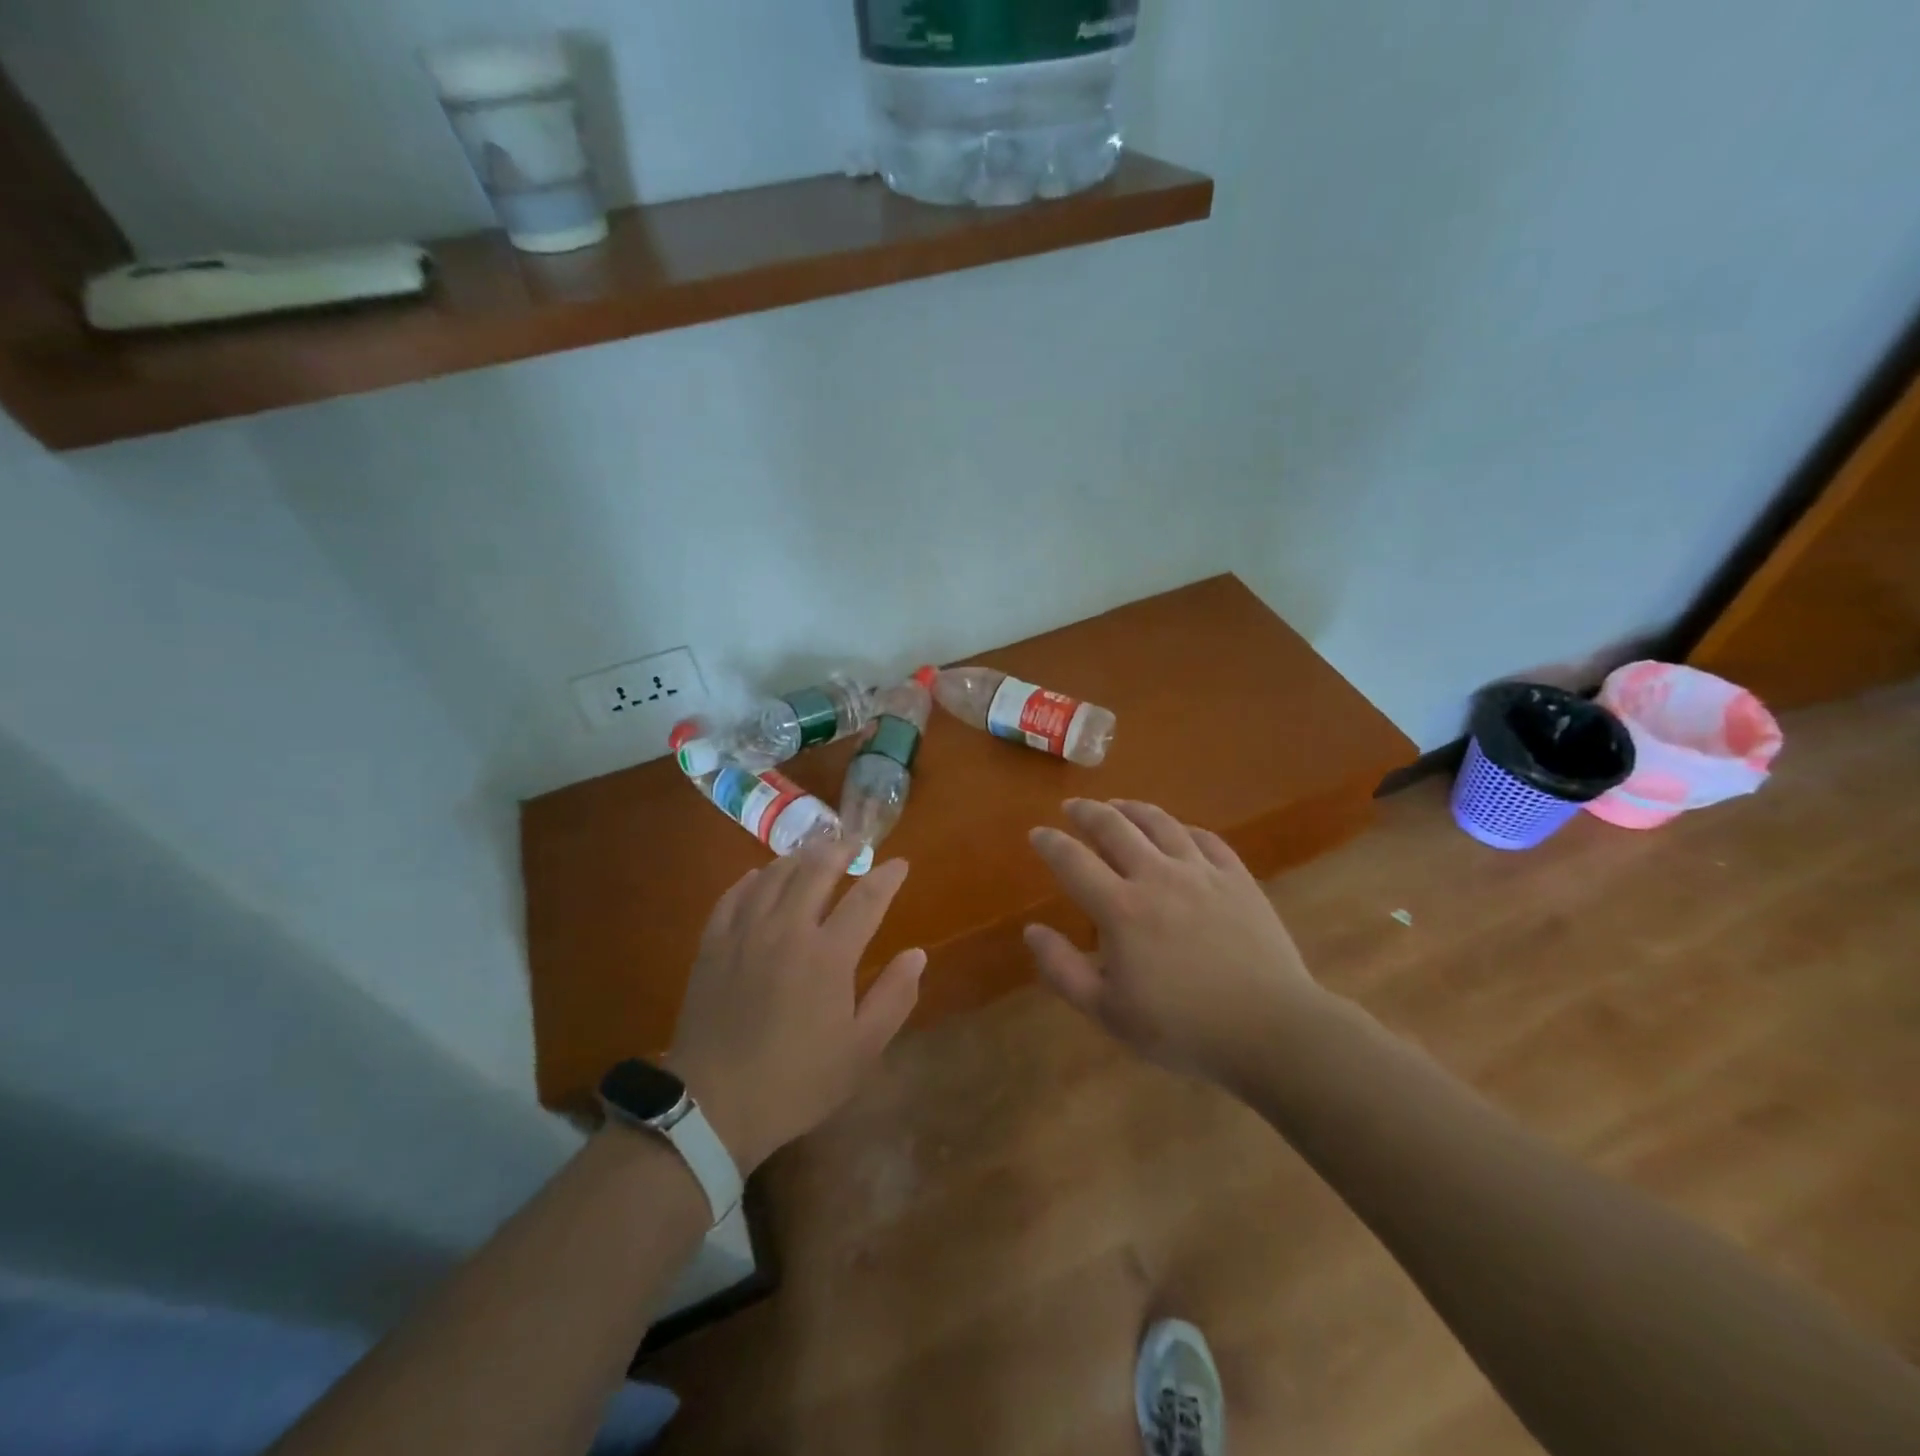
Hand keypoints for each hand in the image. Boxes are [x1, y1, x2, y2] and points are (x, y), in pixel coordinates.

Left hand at [666, 841, 924, 1173]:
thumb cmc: (798, 1081)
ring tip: (813, 851)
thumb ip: (894, 997)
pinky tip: (759, 876)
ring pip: (774, 876)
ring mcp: (744, 934)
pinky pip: (732, 896)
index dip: (887, 877)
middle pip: (816, 871)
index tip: (900, 864)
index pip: (866, 899)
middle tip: (855, 842)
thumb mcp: (861, 1051)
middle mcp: (787, 930)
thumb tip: (917, 954)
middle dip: (841, 850)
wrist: (714, 1106)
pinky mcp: (712, 945)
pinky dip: (751, 880)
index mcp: (828, 955)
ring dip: (799, 857)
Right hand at [1024, 799, 1324, 1078]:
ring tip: (1118, 805)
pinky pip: (1206, 839)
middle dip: (1087, 812)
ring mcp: (1202, 872)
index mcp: (1121, 908)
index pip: (1073, 861)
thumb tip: (1032, 931)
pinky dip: (1183, 828)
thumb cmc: (1182, 1028)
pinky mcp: (1238, 878)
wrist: (1271, 1029)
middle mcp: (1157, 876)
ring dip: (1132, 809)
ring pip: (1161, 823)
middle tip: (1073, 806)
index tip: (1037, 833)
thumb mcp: (1109, 1012)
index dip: (1050, 843)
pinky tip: (1178, 831)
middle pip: (1115, 827)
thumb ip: (1063, 969)